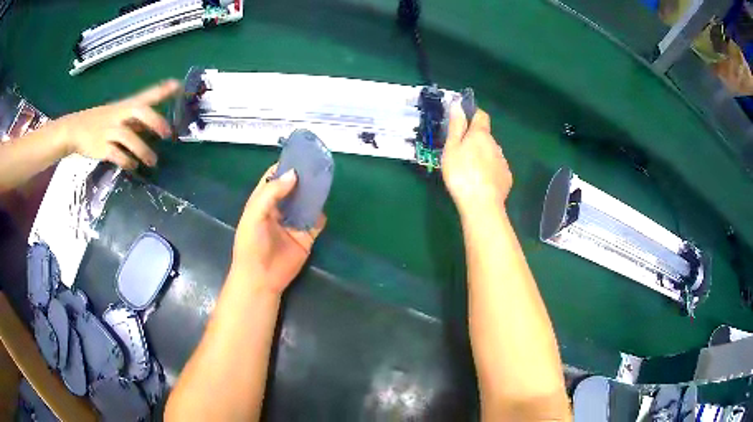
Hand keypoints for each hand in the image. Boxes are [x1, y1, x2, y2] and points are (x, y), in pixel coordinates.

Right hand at [50, 80, 179, 168]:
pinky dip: (126, 161)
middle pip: (140, 112)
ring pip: (129, 138)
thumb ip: (136, 120)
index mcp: (125, 106)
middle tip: (167, 134)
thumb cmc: (100, 122)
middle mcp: (119, 115)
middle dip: (155, 121)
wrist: (74, 130)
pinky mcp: (101, 147)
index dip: (162, 91)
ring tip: (152, 161)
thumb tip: (155, 125)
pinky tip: (133, 165)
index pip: (146, 95)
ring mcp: (109, 130)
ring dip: (143, 151)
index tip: (178, 85)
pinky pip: (117, 154)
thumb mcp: (119, 114)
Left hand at [231, 164, 326, 293]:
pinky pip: (316, 221)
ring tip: (324, 178)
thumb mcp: (255, 215)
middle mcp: (279, 209)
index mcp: (262, 202)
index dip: (283, 167)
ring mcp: (293, 223)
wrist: (261, 278)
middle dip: (302, 177)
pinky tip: (324, 205)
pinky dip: (320, 213)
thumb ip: (271, 193)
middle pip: (292, 188)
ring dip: (313, 192)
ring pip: (306, 202)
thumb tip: (293, 175)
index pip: (273, 179)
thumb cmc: (251, 245)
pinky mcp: (306, 236)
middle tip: (316, 164)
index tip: (298, 155)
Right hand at [441, 103, 511, 215]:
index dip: (473, 113)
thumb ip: (456, 127)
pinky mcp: (506, 178)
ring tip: (470, 171)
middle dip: (475, 140)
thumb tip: (458, 106)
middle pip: (485, 137)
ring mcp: (503, 162)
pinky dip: (489, 171)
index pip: (481, 115)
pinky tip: (481, 182)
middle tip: (461, 152)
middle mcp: (495, 145)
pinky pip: (496, 169)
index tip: (464, 117)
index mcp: (481, 135)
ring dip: (483, 156)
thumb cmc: (461, 173)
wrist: (481, 204)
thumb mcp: (452, 149)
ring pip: (491, 153)